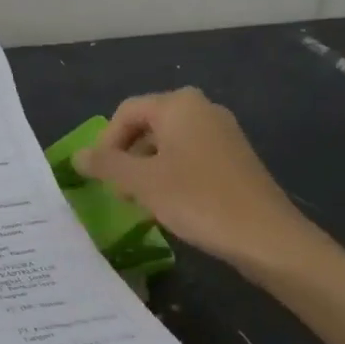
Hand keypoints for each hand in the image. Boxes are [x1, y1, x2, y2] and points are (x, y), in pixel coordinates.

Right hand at [73, 89, 323, 274]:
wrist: (267, 238)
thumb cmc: (198, 200)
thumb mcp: (141, 183)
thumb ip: (105, 165)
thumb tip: (76, 156)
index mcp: (179, 105)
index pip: (126, 112)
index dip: (106, 142)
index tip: (100, 176)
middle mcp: (202, 109)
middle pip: (147, 125)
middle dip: (127, 157)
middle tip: (119, 191)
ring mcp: (223, 133)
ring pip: (168, 143)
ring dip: (147, 169)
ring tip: (141, 202)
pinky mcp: (235, 158)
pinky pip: (190, 157)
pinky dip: (172, 175)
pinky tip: (171, 205)